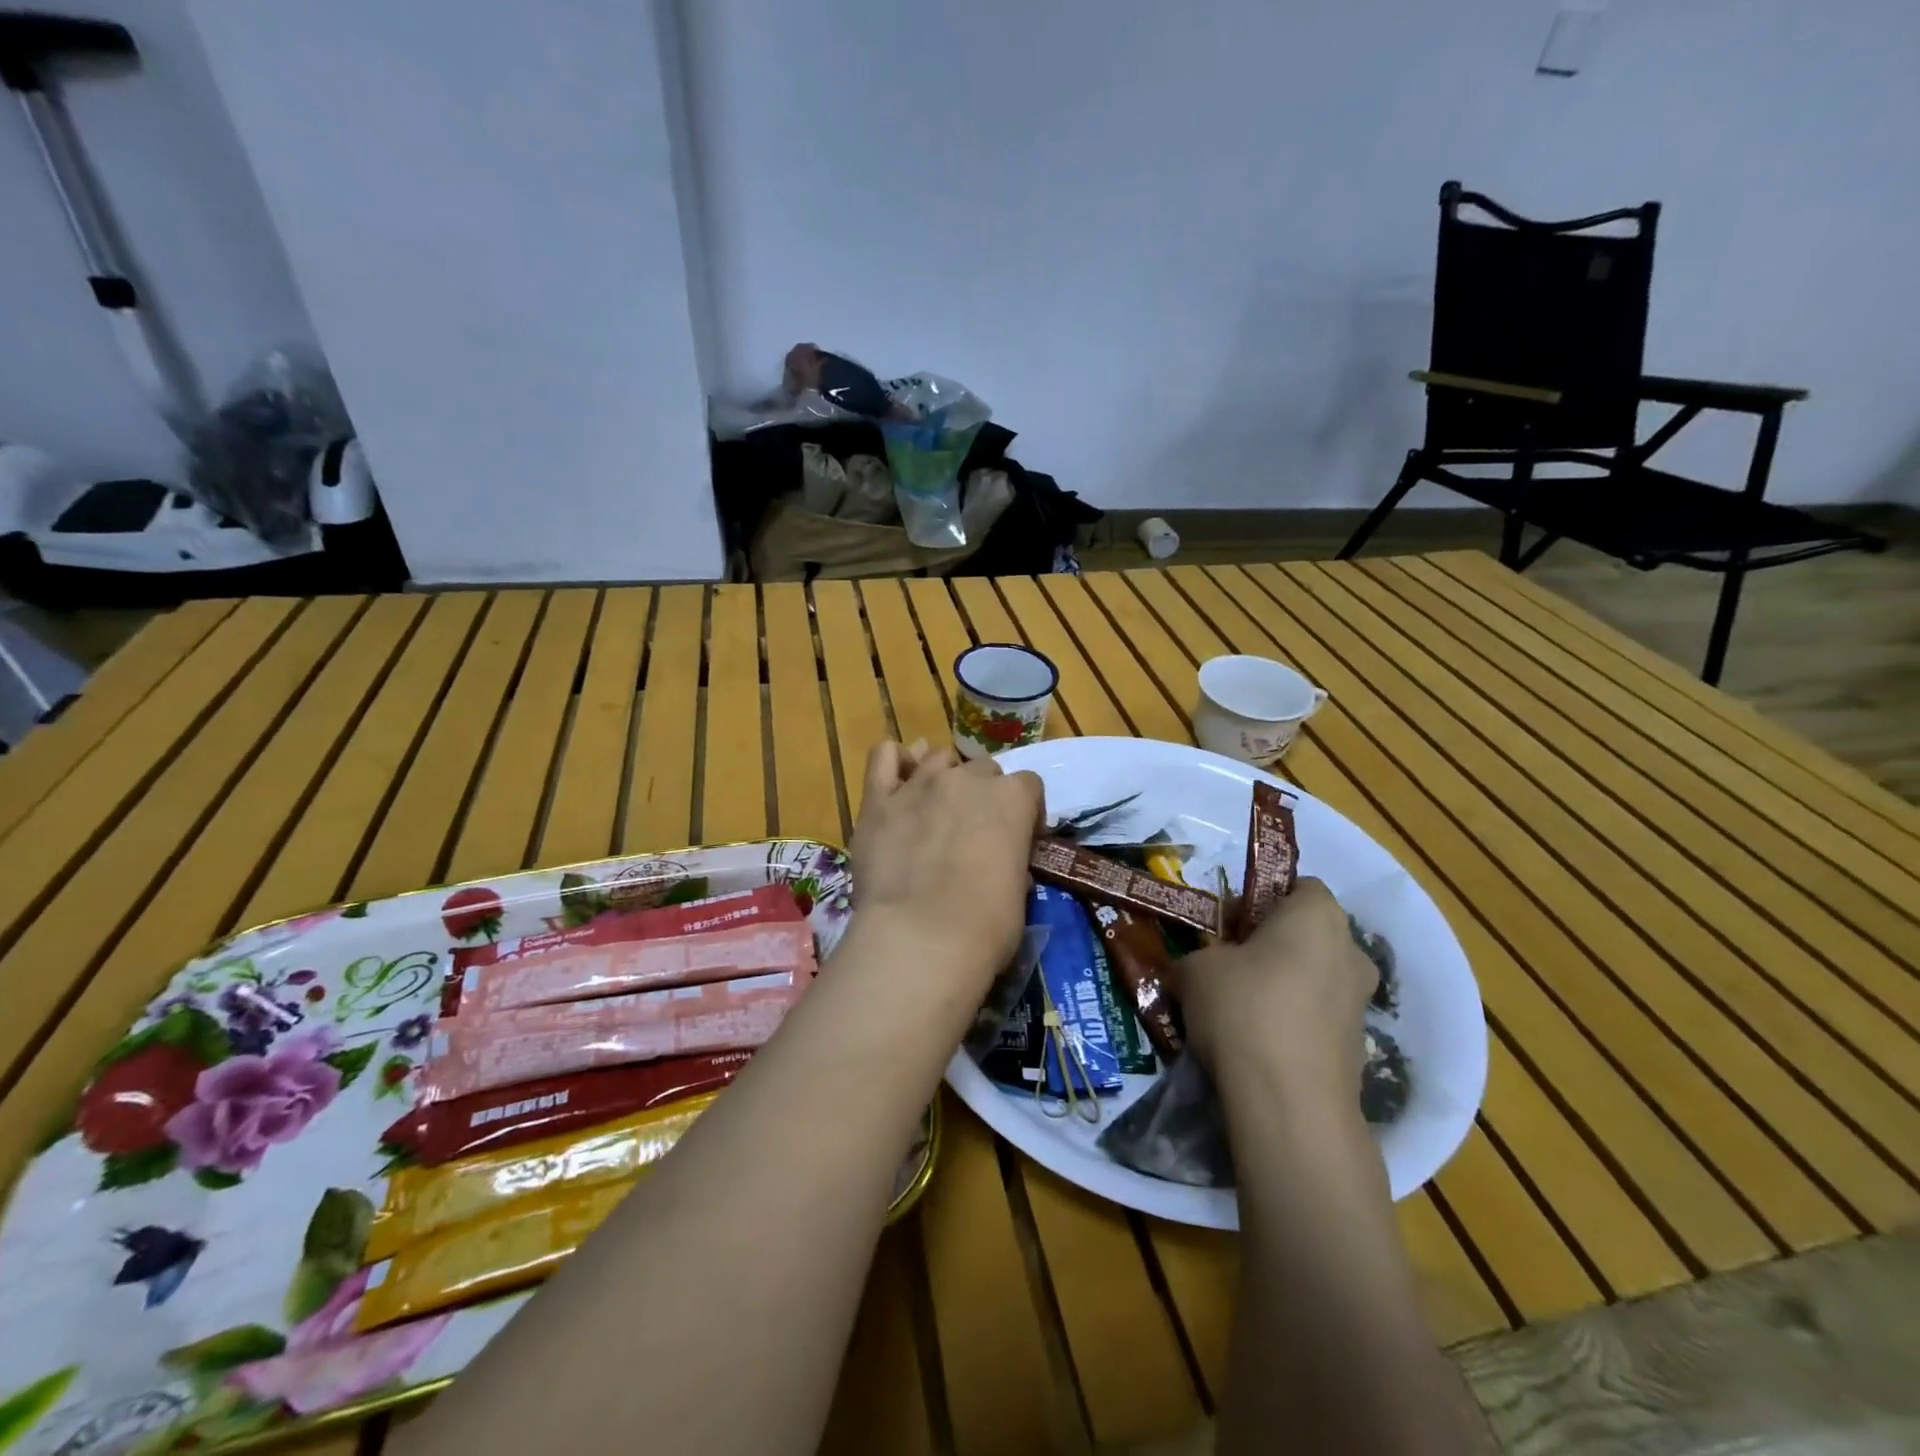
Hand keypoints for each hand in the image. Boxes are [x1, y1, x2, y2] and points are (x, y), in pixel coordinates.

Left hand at [848, 742, 1044, 997]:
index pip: (1028, 785)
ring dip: (943, 776)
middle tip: (974, 831)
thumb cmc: (986, 926)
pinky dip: (894, 761)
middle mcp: (967, 779)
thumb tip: (1001, 865)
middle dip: (983, 794)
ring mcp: (920, 784)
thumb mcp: (1018, 892)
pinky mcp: (878, 800)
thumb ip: (1011, 861)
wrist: (921, 937)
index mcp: (1012, 798)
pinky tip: (898, 778)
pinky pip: (883, 757)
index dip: (1025, 811)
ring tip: (936, 807)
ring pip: (938, 758)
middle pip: (983, 769)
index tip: (1019, 839)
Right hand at [1180, 878, 1376, 1112]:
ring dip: (1283, 985)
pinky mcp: (1358, 1048)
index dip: (1262, 899)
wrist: (1288, 1103)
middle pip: (1309, 934)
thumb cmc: (1242, 1008)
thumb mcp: (1194, 968)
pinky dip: (1292, 1022)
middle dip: (1273, 944)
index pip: (1299, 886)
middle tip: (1230, 964)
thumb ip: (1198, 955)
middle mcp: (1351, 951)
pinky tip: (1256, 1044)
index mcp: (1318, 915)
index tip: (1230, 923)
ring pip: (1314, 978)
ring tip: (1237, 1009)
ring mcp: (1360, 1003)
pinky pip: (1317, 1018)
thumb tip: (1197, 967)